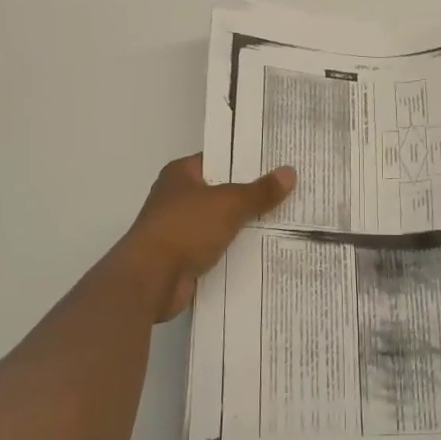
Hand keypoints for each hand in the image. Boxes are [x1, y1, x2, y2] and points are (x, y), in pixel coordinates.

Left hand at [114, 154, 295, 321]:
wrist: (150, 280)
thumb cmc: (185, 228)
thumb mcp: (229, 204)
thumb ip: (259, 191)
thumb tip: (290, 172)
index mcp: (181, 174)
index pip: (219, 159)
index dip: (246, 161)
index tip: (277, 163)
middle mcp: (178, 198)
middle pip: (221, 192)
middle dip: (250, 195)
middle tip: (288, 193)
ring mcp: (179, 229)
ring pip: (220, 222)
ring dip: (244, 226)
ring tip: (284, 222)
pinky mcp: (183, 258)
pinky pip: (216, 249)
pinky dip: (234, 251)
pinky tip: (262, 252)